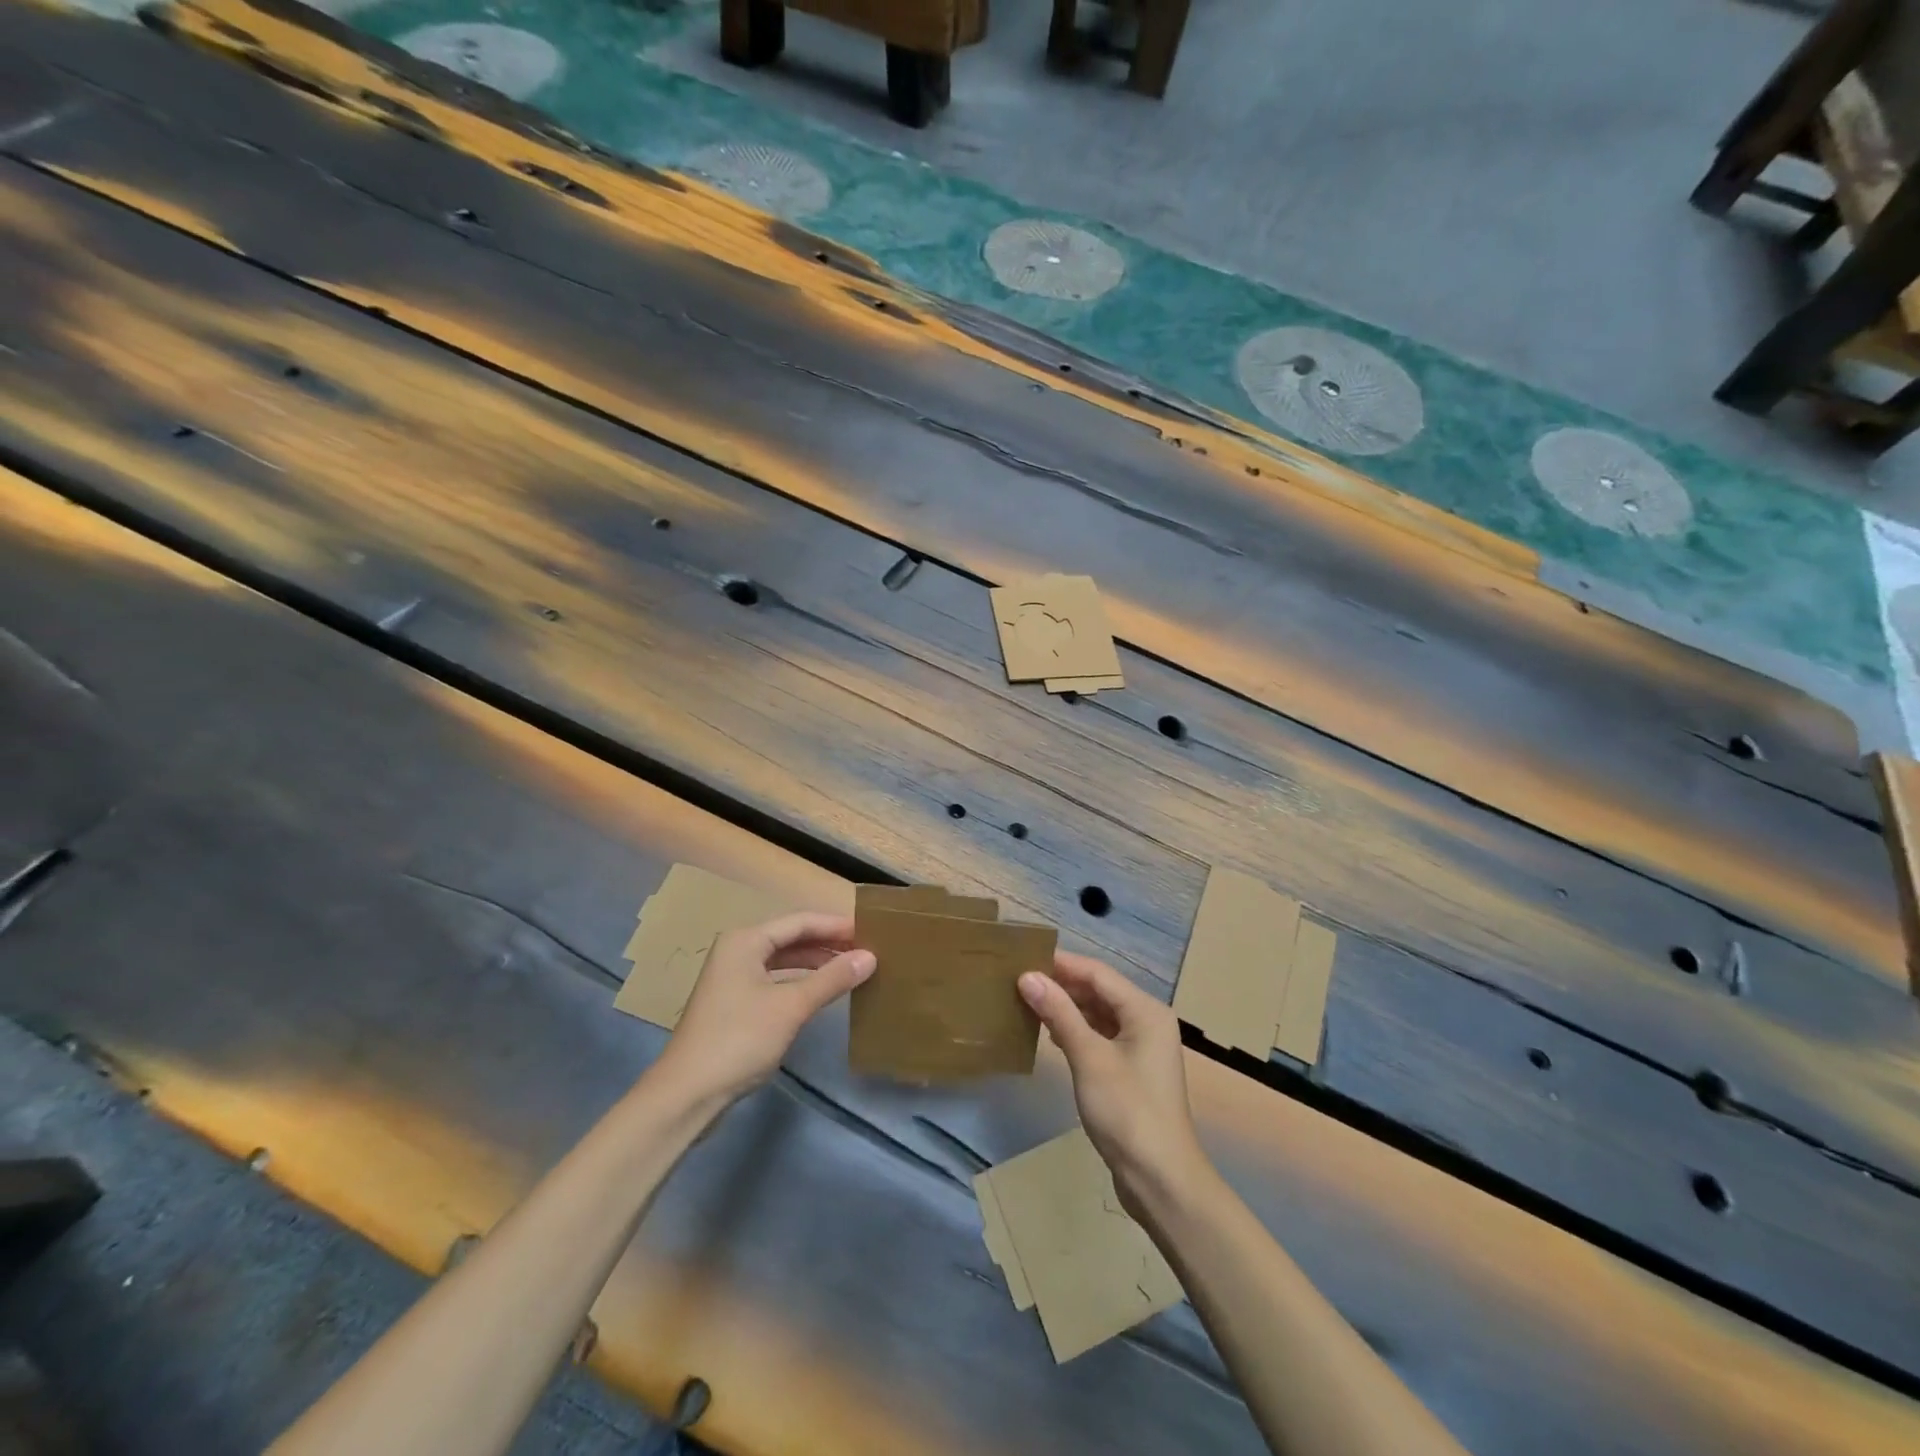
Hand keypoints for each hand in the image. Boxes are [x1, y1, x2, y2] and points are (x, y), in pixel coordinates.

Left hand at [656, 911, 874, 1107]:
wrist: (686, 1094)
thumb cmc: (739, 1039)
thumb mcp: (791, 1007)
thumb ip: (832, 979)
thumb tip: (871, 956)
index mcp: (745, 940)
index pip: (800, 921)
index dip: (836, 925)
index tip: (870, 930)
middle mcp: (737, 950)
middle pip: (791, 938)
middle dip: (827, 944)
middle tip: (866, 950)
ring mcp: (732, 977)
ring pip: (783, 960)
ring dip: (815, 963)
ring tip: (851, 969)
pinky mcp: (733, 1002)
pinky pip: (775, 980)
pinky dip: (800, 982)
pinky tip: (821, 992)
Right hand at [1019, 952, 1204, 1217]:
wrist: (1161, 1180)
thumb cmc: (1127, 1112)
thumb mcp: (1089, 1058)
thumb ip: (1059, 1013)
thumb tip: (1027, 976)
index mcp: (1145, 1010)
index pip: (1097, 973)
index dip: (1061, 963)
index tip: (1022, 958)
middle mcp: (1147, 1020)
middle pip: (1099, 990)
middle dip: (1061, 985)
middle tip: (1019, 980)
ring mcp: (1141, 1046)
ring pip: (1098, 1013)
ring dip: (1066, 1008)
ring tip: (1027, 1002)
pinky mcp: (1131, 1069)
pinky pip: (1100, 1035)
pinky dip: (1076, 1031)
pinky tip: (1050, 1034)